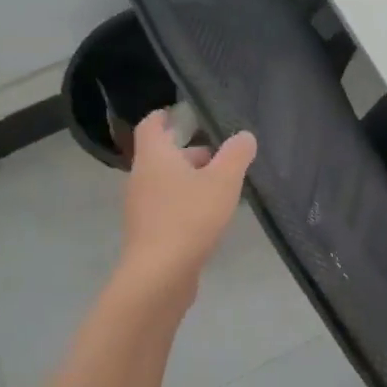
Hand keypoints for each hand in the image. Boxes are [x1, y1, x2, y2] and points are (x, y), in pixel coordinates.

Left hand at [119, 111, 256, 291]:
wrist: (160, 274)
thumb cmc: (190, 218)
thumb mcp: (223, 181)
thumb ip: (236, 155)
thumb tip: (244, 136)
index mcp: (155, 157)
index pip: (151, 125)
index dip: (164, 116)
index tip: (181, 113)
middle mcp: (142, 177)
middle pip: (163, 155)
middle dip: (191, 152)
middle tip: (221, 155)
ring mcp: (142, 207)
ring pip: (167, 182)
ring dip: (191, 180)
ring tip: (223, 187)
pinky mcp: (149, 231)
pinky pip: (168, 206)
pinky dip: (187, 203)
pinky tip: (211, 216)